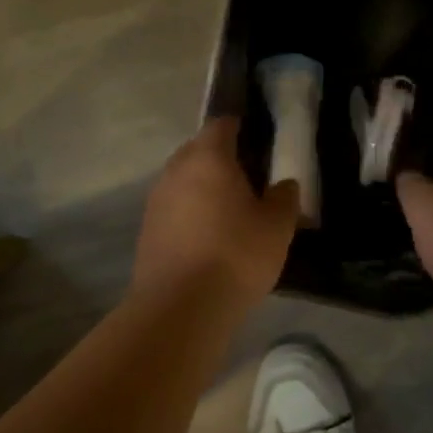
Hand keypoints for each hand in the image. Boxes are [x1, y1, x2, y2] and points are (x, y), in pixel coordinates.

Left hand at [132, 117, 297, 307]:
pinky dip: (191, 213)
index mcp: (209, 158)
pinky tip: (209, 236)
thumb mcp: (277, 227)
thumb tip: (284, 184)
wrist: (180, 307)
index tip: (259, 140)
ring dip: (204, 187)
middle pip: (199, 150)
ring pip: (184, 180)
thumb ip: (285, 197)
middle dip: (221, 158)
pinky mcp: (147, 230)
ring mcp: (156, 201)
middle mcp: (176, 171)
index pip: (222, 125)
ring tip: (231, 210)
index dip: (241, 128)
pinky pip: (174, 208)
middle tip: (250, 177)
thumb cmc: (236, 255)